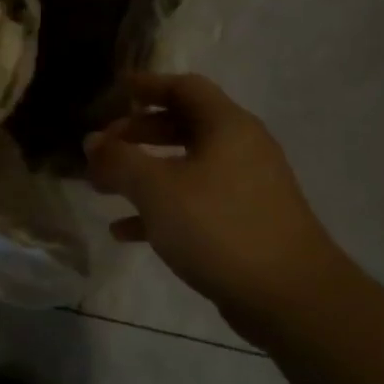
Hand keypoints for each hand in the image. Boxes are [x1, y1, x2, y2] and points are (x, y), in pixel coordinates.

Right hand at [85, 74, 354, 330]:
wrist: (291, 297)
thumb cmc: (219, 227)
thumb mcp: (157, 189)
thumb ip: (119, 160)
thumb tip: (92, 141)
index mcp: (227, 127)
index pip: (185, 87)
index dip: (148, 85)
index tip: (115, 92)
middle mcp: (241, 149)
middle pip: (183, 126)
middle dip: (138, 134)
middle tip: (103, 148)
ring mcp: (245, 188)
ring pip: (185, 167)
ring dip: (143, 174)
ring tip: (103, 189)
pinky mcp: (244, 224)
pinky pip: (194, 203)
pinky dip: (159, 209)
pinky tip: (124, 231)